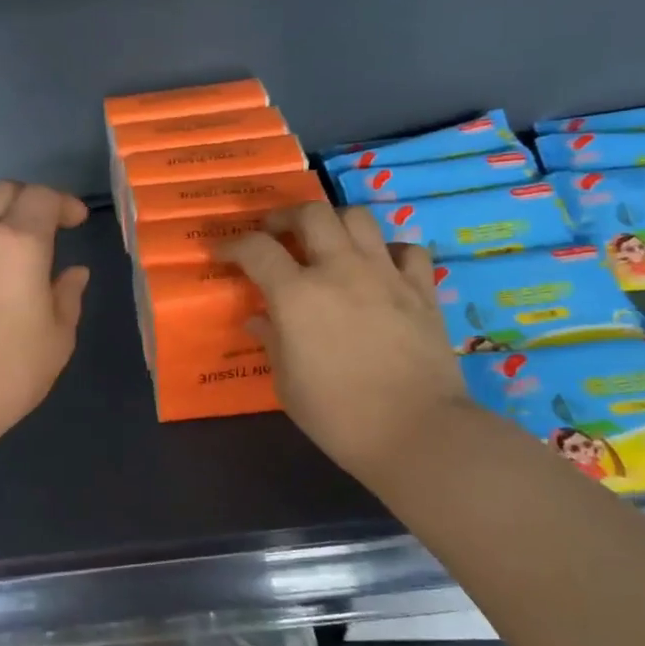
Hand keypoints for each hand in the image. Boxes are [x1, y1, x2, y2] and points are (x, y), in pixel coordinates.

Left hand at [0, 181, 91, 454]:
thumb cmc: (9, 370)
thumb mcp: (57, 338)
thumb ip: (68, 296)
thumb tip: (74, 272)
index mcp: (20, 243)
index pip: (43, 198)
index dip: (64, 203)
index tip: (77, 222)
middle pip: (2, 191)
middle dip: (29, 198)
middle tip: (46, 224)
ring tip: (7, 241)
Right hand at [222, 203, 471, 477]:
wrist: (416, 432)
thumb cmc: (338, 415)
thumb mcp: (287, 383)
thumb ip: (271, 342)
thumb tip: (259, 320)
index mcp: (297, 295)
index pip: (256, 249)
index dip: (233, 246)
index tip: (222, 254)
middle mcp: (340, 270)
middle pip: (311, 213)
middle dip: (285, 217)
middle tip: (275, 234)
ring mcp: (385, 275)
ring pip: (358, 217)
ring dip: (335, 222)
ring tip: (326, 242)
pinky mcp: (421, 289)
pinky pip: (406, 249)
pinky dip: (388, 250)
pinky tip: (380, 267)